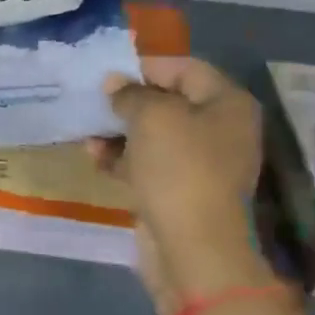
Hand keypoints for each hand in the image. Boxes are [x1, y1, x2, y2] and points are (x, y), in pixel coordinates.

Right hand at [88, 57, 262, 314]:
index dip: (144, 67)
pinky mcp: (179, 190)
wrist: (193, 247)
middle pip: (167, 101)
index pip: (184, 68)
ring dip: (118, 131)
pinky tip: (95, 158)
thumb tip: (114, 83)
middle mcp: (219, 128)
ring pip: (152, 134)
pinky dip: (121, 158)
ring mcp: (200, 162)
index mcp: (226, 103)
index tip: (107, 74)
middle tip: (92, 100)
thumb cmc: (179, 168)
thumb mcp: (150, 116)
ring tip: (88, 132)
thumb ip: (130, 93)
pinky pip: (147, 163)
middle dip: (127, 101)